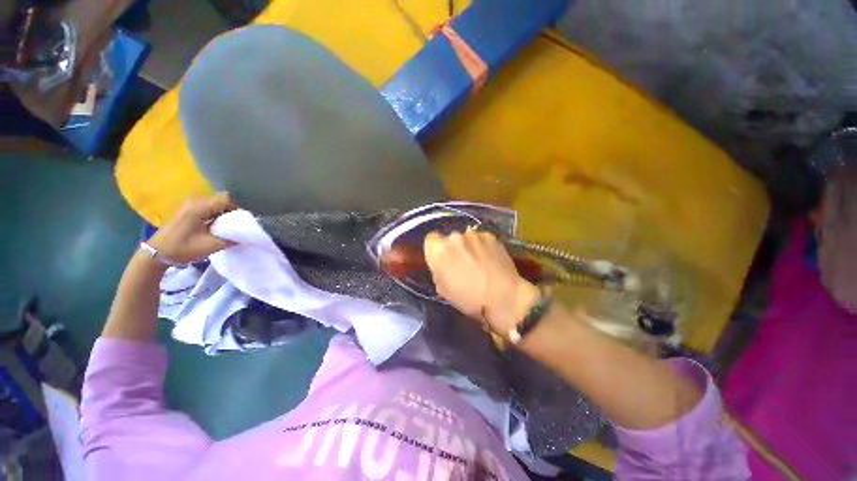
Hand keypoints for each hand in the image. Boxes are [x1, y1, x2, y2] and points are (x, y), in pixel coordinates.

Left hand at [147, 193, 236, 263]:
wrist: (155, 254)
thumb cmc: (183, 248)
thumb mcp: (210, 246)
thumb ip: (231, 239)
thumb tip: (245, 237)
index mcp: (199, 207)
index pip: (226, 199)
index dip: (237, 208)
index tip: (241, 220)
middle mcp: (193, 202)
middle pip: (220, 200)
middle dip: (231, 211)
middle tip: (236, 225)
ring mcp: (187, 206)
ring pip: (213, 204)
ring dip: (222, 214)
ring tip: (227, 227)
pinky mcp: (185, 212)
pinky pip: (205, 208)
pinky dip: (214, 215)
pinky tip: (214, 227)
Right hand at [424, 230, 539, 331]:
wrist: (503, 296)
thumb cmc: (469, 298)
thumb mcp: (443, 290)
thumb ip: (438, 271)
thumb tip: (442, 265)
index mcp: (439, 251)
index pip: (430, 239)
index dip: (435, 249)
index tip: (442, 259)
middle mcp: (454, 237)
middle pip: (449, 239)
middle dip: (453, 249)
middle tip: (462, 263)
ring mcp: (473, 235)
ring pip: (465, 238)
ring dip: (468, 247)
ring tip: (479, 262)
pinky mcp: (490, 235)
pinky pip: (481, 239)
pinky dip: (482, 246)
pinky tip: (490, 259)